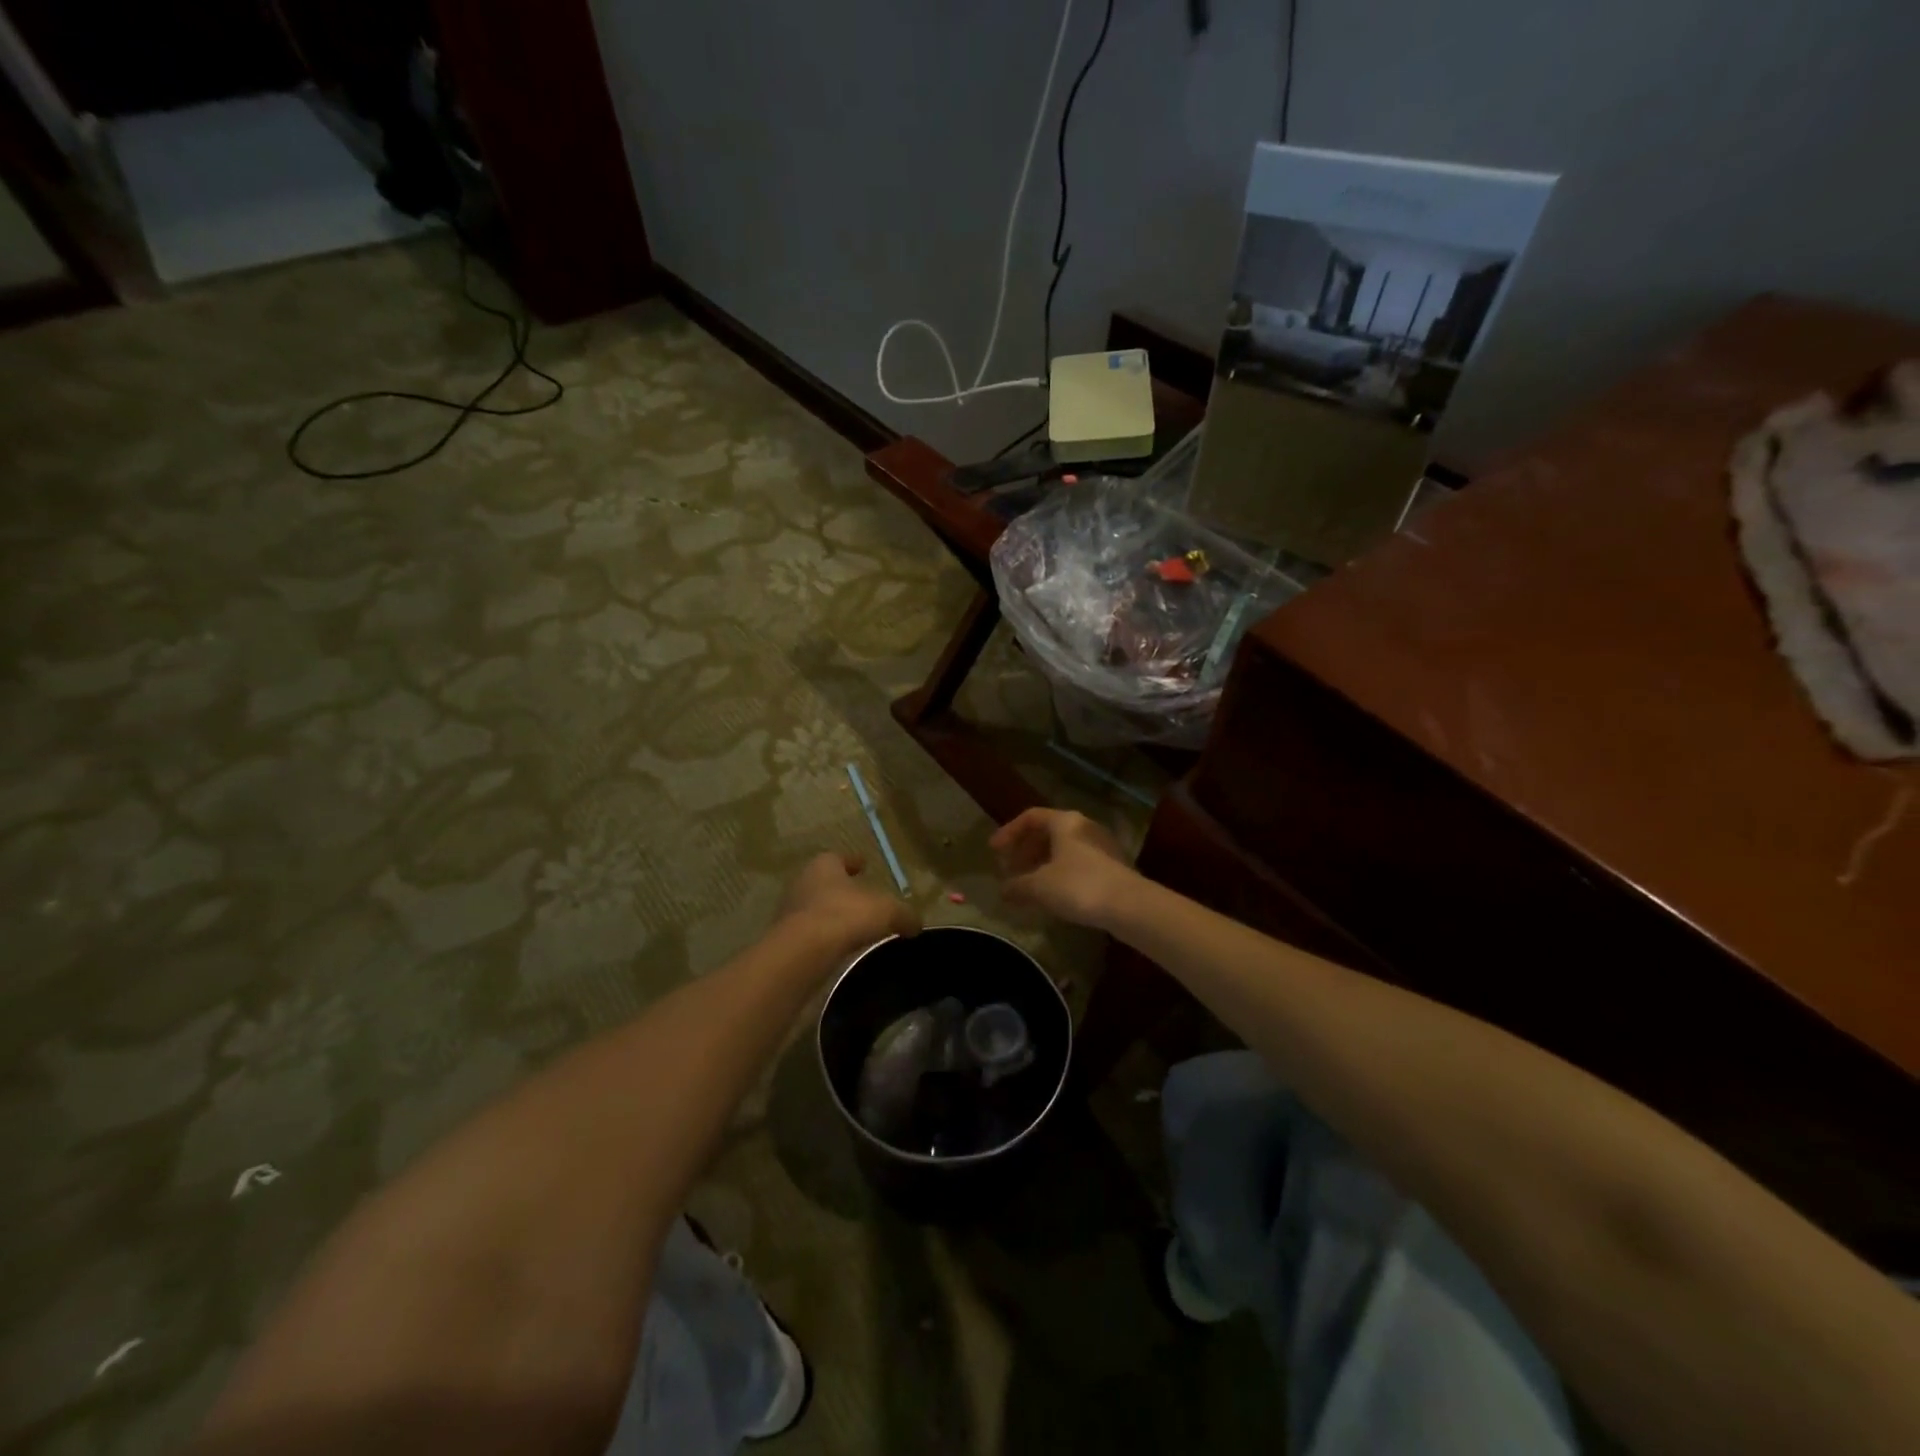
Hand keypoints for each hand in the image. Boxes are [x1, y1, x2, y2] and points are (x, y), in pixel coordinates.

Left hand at [778, 852, 918, 952]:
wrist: (802, 952)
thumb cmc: (845, 915)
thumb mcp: (887, 911)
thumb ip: (904, 914)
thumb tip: (916, 923)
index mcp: (824, 865)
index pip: (839, 857)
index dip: (854, 862)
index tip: (864, 865)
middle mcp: (803, 882)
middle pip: (825, 882)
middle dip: (841, 889)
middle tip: (860, 898)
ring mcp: (789, 911)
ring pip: (815, 908)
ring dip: (831, 914)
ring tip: (851, 926)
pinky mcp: (785, 939)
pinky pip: (809, 934)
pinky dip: (823, 938)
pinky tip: (837, 947)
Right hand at [991, 808, 1136, 927]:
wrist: (1129, 905)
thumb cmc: (1079, 886)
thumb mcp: (1039, 886)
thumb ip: (1017, 885)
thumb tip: (1002, 890)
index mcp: (1065, 822)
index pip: (1031, 817)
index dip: (1009, 832)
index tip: (994, 851)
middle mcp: (1084, 827)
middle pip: (1048, 832)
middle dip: (1026, 850)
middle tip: (1011, 869)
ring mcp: (1102, 846)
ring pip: (1064, 849)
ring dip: (1042, 863)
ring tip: (1029, 885)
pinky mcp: (1113, 866)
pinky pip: (1078, 863)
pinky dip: (1060, 873)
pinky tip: (1054, 895)